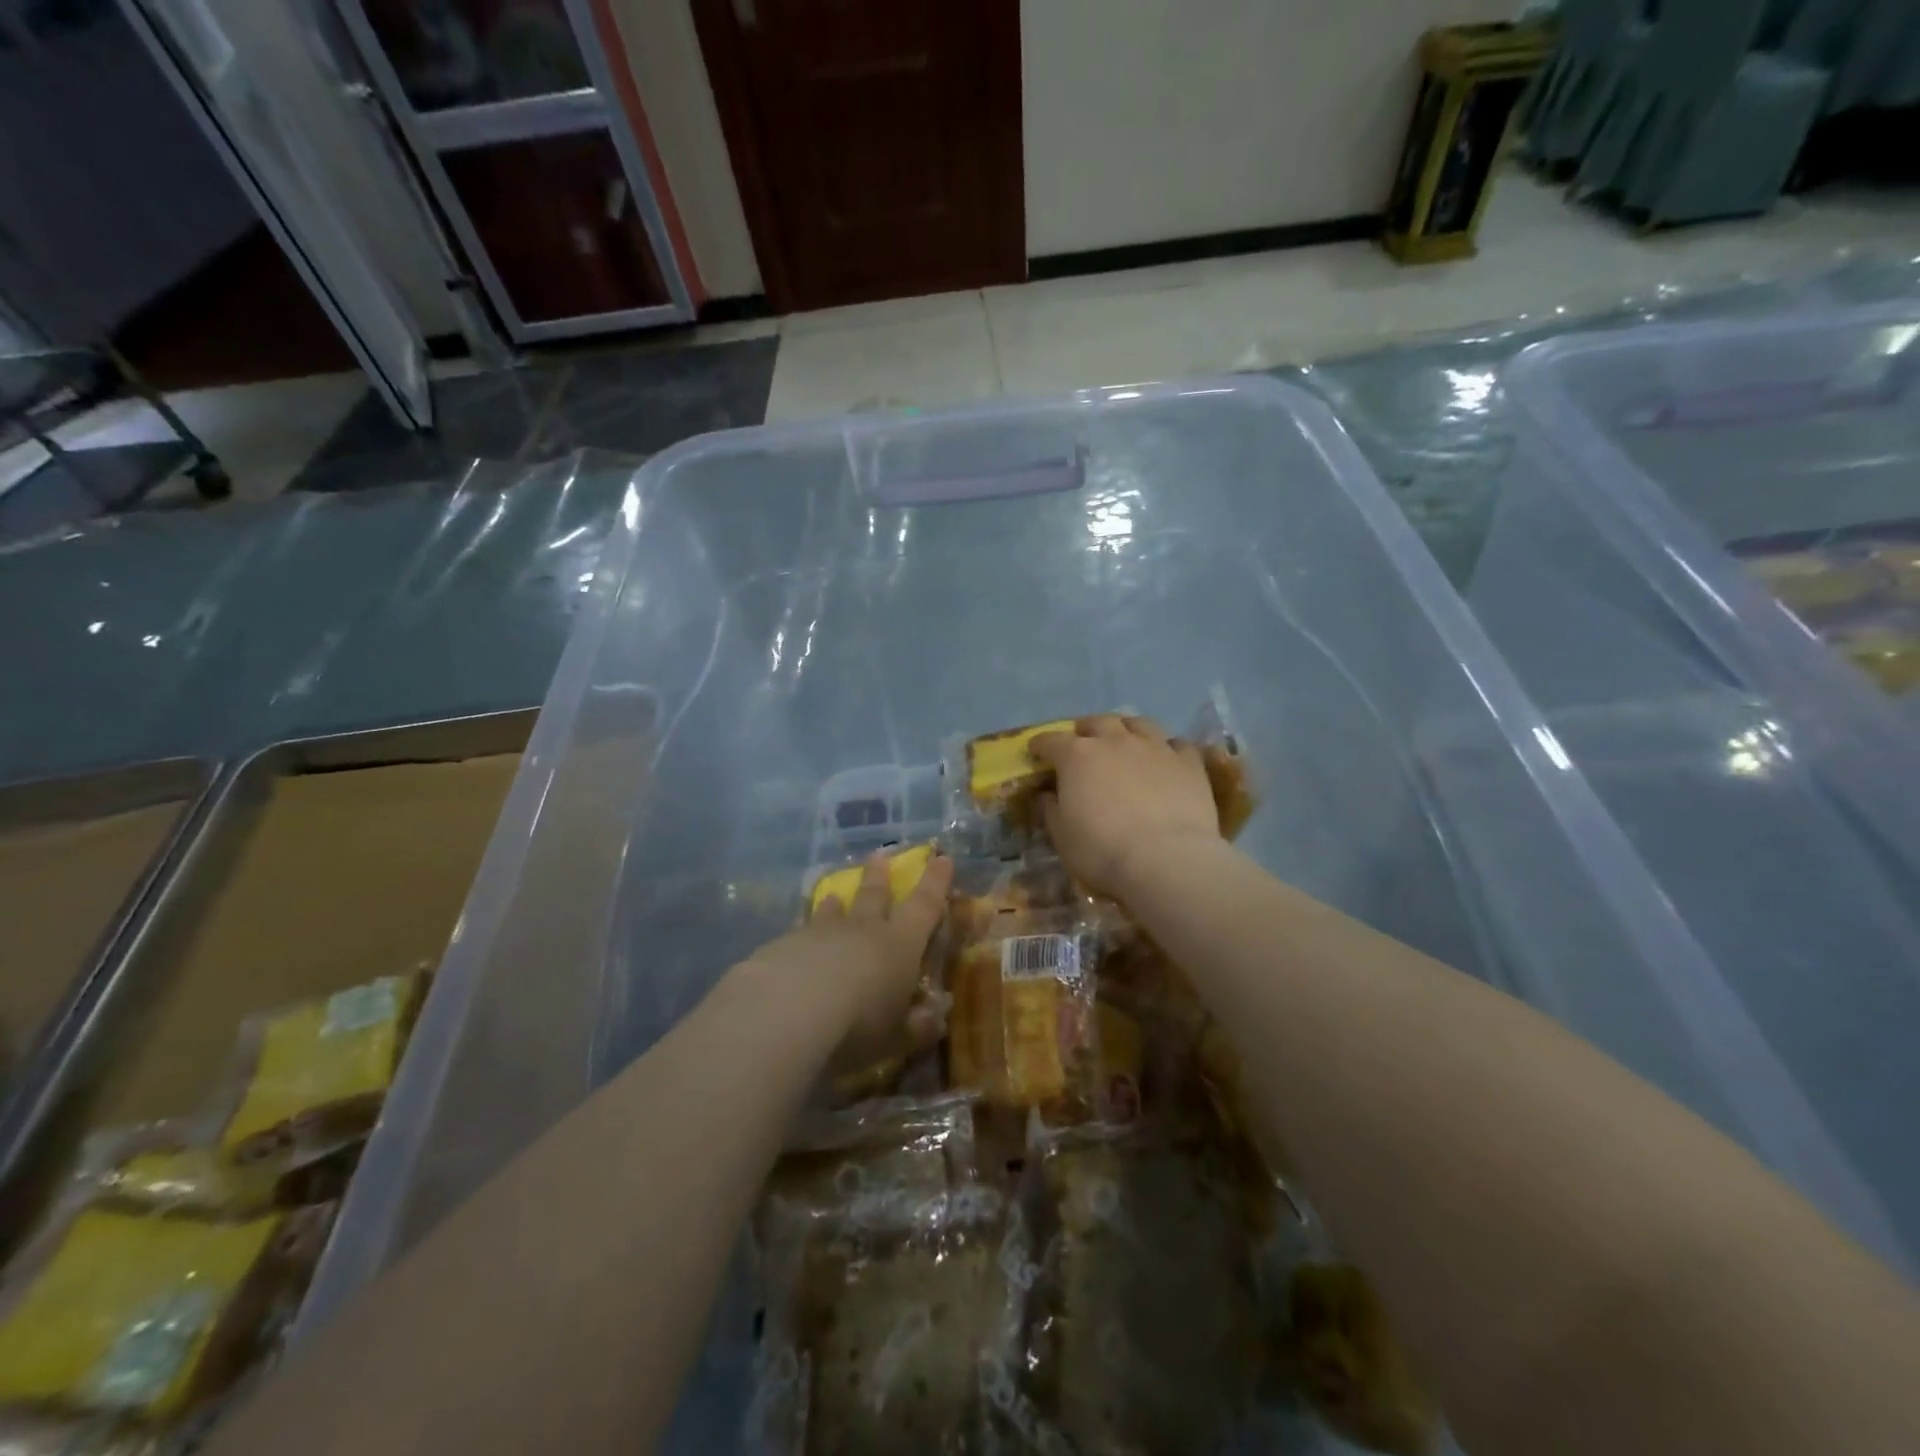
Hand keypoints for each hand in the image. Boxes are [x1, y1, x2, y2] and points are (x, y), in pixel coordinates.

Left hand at [750, 850, 954, 1069]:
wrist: (789, 1011)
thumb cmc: (858, 1024)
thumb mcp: (897, 1036)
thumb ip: (917, 1026)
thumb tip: (937, 1018)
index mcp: (899, 944)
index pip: (925, 905)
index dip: (936, 882)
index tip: (942, 858)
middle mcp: (862, 929)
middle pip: (873, 896)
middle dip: (879, 876)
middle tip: (879, 855)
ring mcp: (819, 934)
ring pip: (830, 913)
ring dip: (834, 905)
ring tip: (833, 896)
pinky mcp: (782, 946)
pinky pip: (796, 935)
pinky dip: (799, 937)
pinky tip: (791, 945)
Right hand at [1030, 715, 1221, 898]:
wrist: (1167, 860)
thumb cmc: (1103, 850)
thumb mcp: (1062, 836)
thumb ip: (1051, 808)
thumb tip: (1047, 794)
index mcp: (1077, 756)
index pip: (1051, 741)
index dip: (1040, 746)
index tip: (1036, 753)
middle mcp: (1115, 741)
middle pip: (1097, 723)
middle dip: (1085, 731)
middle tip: (1082, 744)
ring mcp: (1155, 747)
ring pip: (1138, 724)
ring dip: (1127, 729)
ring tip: (1125, 741)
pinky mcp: (1188, 762)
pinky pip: (1177, 744)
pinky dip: (1166, 748)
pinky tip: (1165, 759)